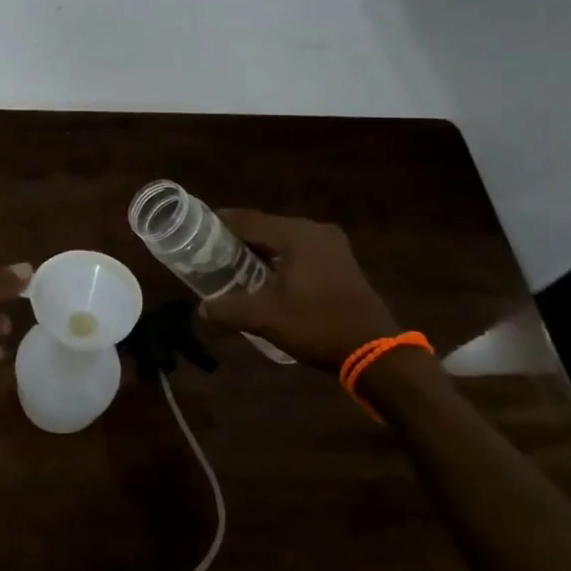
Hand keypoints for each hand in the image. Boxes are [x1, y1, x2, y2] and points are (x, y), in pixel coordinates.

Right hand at [199, 210, 397, 374]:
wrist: (374, 351)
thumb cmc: (317, 325)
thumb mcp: (266, 318)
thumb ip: (229, 310)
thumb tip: (202, 309)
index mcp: (295, 234)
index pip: (247, 219)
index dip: (220, 222)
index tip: (196, 229)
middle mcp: (314, 230)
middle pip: (265, 226)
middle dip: (239, 238)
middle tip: (212, 251)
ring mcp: (332, 244)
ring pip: (284, 239)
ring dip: (261, 249)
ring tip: (235, 264)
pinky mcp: (341, 260)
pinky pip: (301, 250)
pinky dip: (282, 257)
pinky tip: (268, 276)